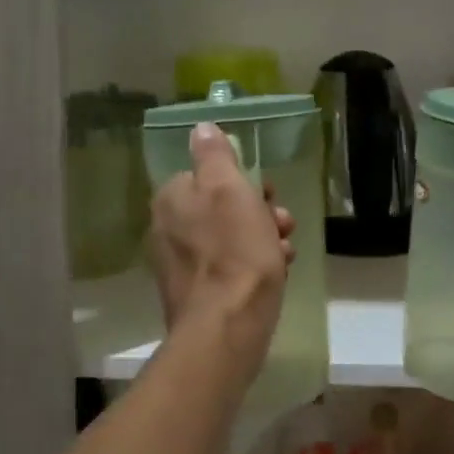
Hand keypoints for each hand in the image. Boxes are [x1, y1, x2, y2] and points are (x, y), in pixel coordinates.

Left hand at [150, 123, 294, 379]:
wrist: (228, 326)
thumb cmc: (235, 251)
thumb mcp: (229, 189)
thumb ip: (214, 156)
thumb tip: (201, 128)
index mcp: (171, 200)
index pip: (207, 176)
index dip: (242, 182)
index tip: (268, 193)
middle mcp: (167, 230)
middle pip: (220, 209)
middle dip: (258, 213)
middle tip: (282, 223)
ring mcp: (180, 266)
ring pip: (229, 240)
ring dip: (262, 240)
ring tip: (285, 252)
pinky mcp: (196, 295)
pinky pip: (228, 270)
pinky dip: (252, 268)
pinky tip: (277, 274)